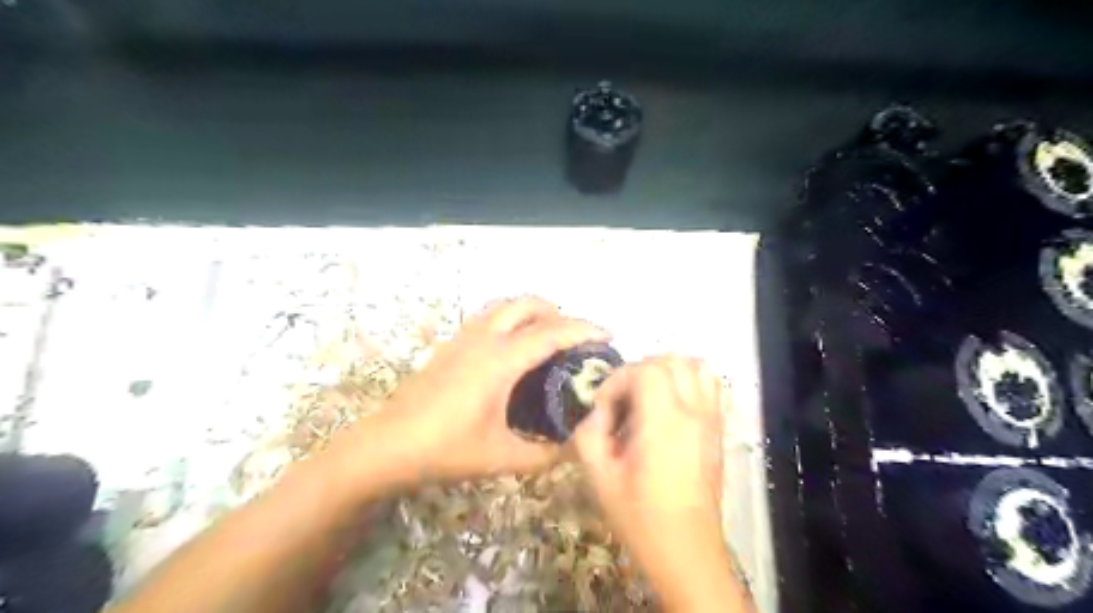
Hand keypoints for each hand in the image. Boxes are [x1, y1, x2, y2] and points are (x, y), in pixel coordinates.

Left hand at [337, 295, 607, 489]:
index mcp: (501, 360)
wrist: (387, 445)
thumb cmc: (445, 449)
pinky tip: (513, 348)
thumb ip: (546, 455)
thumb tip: (577, 448)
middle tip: (576, 338)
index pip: (552, 332)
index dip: (584, 329)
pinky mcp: (450, 343)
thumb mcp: (502, 457)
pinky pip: (489, 316)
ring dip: (532, 311)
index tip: (608, 334)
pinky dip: (511, 319)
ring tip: (548, 337)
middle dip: (559, 312)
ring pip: (505, 305)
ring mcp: (463, 336)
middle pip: (528, 304)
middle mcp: (484, 337)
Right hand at [575, 358, 746, 609]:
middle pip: (671, 361)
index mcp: (665, 423)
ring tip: (646, 395)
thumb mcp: (599, 477)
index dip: (617, 380)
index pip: (645, 370)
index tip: (604, 408)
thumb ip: (589, 434)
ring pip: (697, 367)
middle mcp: (694, 413)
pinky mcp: (718, 431)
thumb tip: (596, 412)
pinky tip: (670, 406)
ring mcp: (711, 420)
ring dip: (667, 371)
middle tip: (621, 400)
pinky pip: (712, 387)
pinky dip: (690, 381)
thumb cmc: (640, 517)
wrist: (686, 551)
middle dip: (639, 371)